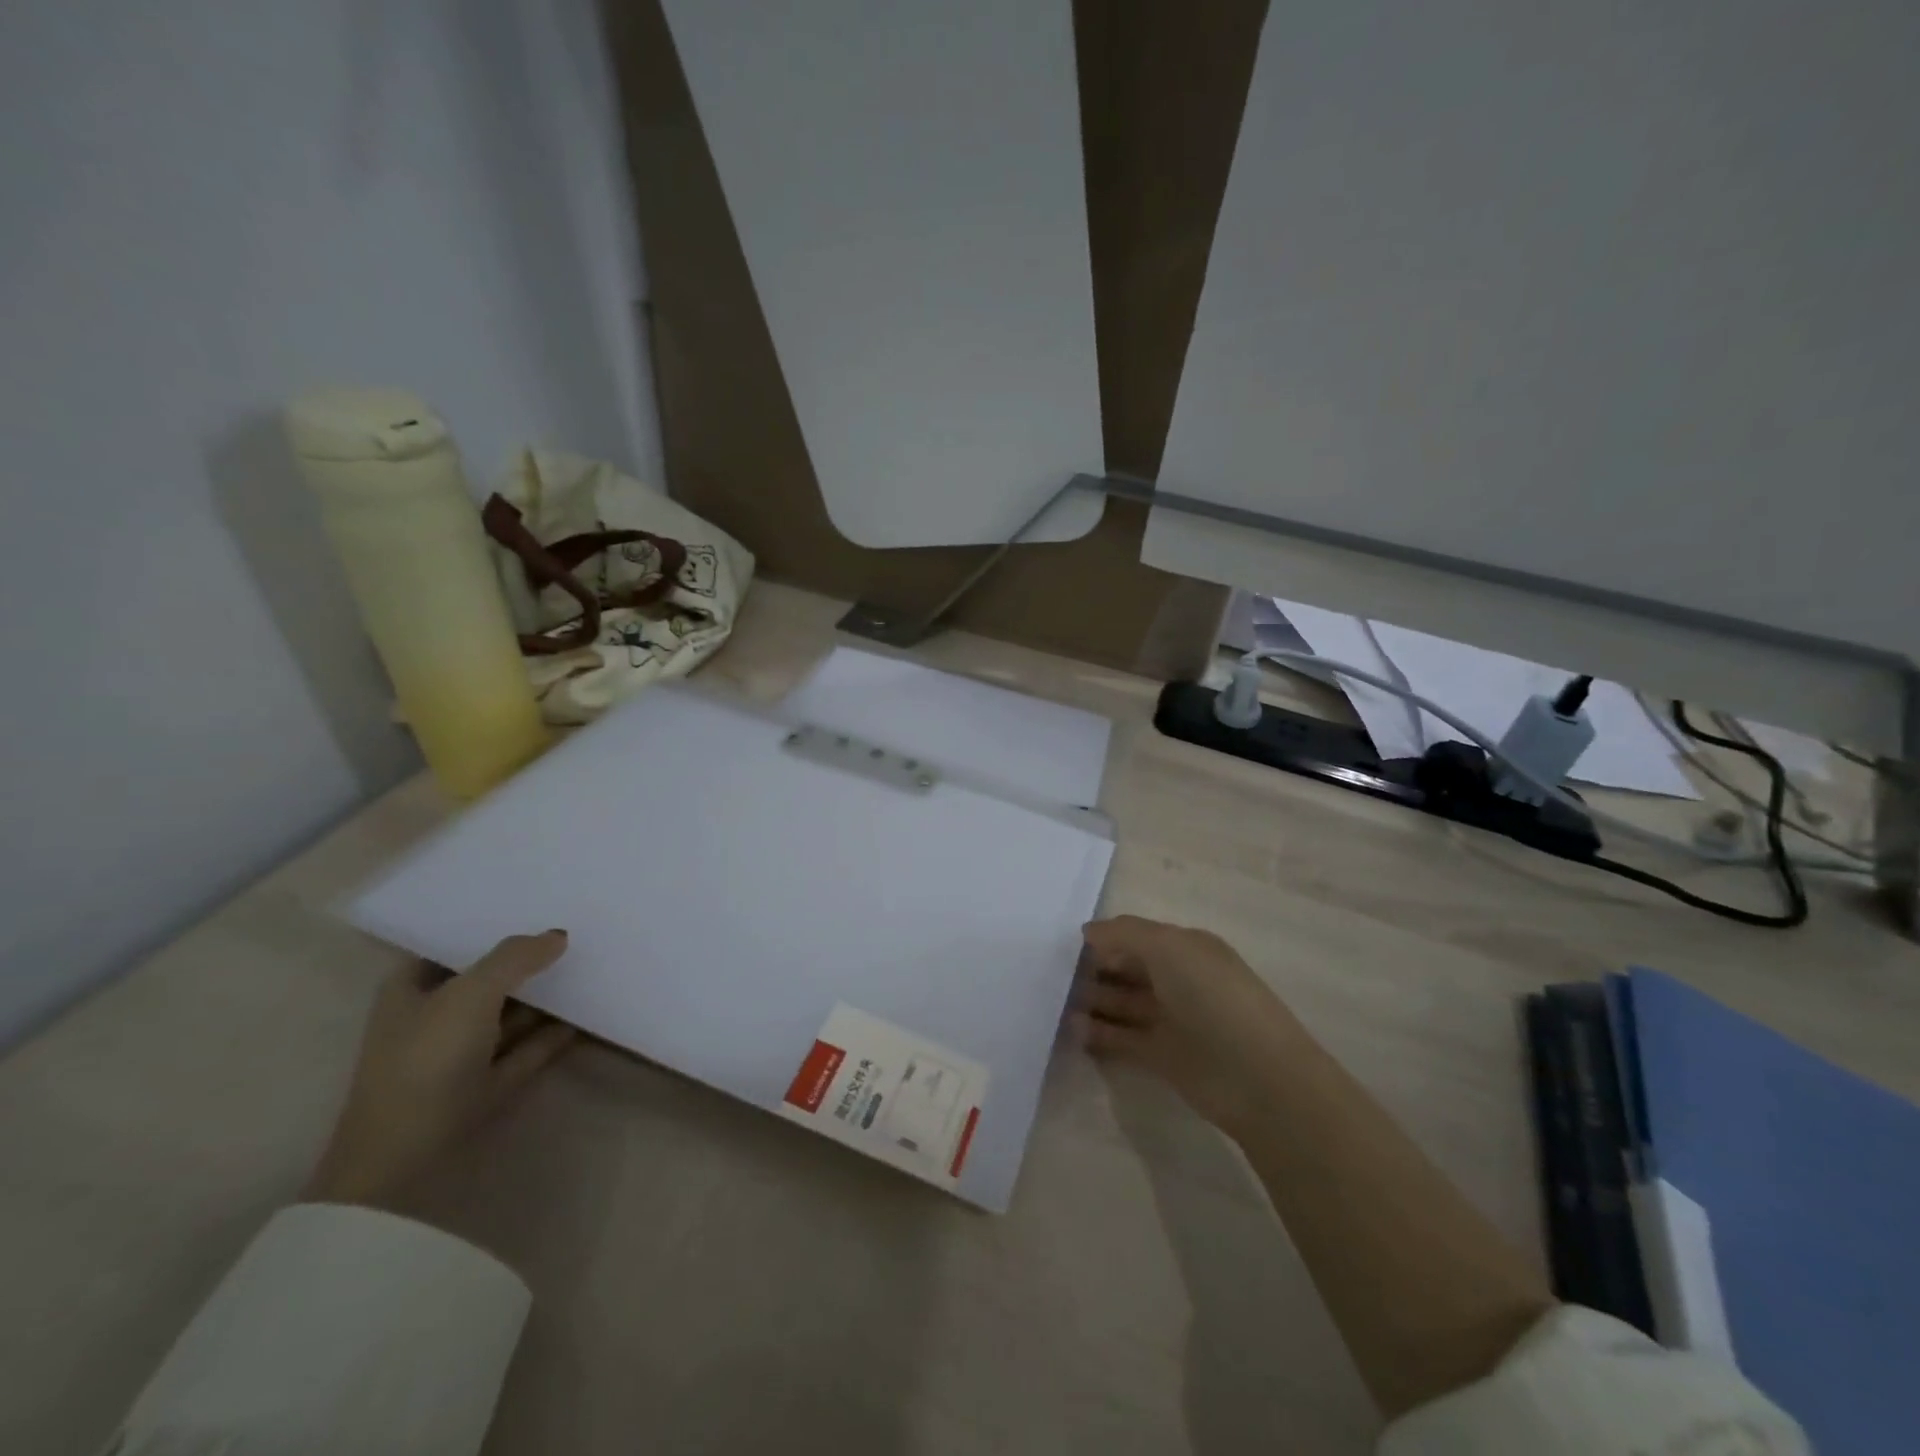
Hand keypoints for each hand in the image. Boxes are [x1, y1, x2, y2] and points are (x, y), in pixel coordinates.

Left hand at [304, 931, 577, 1209]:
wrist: (404, 1157)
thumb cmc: (426, 1058)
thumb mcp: (471, 993)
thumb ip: (516, 957)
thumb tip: (558, 935)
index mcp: (411, 989)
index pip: (453, 944)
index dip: (489, 926)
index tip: (536, 906)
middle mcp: (434, 1017)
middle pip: (487, 978)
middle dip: (526, 959)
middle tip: (574, 932)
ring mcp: (460, 1054)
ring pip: (510, 1014)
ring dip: (544, 997)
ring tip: (591, 968)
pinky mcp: (486, 1085)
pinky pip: (526, 1049)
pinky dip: (552, 1034)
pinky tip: (585, 1016)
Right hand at [1074, 915, 1302, 1133]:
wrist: (1259, 1078)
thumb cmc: (1214, 998)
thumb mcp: (1170, 948)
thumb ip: (1125, 934)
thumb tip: (1088, 931)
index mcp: (1187, 948)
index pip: (1136, 935)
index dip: (1104, 938)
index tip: (1064, 944)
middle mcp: (1179, 979)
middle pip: (1128, 968)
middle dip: (1093, 968)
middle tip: (1052, 974)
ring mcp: (1172, 1019)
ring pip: (1123, 1003)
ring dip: (1093, 1001)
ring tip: (1054, 1002)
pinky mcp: (1164, 1056)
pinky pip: (1124, 1038)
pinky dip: (1099, 1033)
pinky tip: (1073, 1029)